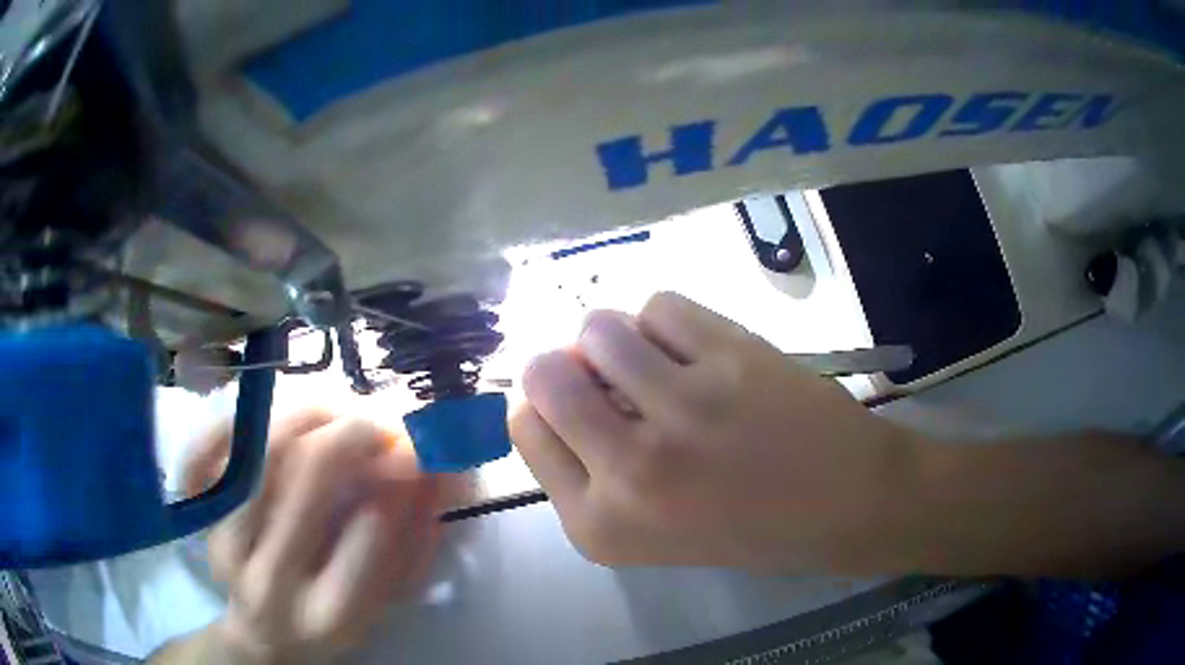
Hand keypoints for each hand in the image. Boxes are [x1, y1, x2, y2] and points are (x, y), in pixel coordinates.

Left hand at [181, 410, 442, 663]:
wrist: (263, 635)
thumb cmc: (332, 622)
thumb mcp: (383, 602)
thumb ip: (412, 545)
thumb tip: (438, 472)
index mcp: (332, 615)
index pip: (370, 530)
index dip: (399, 476)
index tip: (417, 447)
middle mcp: (273, 582)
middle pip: (307, 476)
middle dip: (353, 433)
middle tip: (377, 422)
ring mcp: (227, 547)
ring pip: (263, 449)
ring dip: (306, 417)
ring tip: (334, 413)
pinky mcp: (202, 521)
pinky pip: (208, 451)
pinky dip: (239, 421)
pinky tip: (270, 417)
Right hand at [511, 292, 922, 573]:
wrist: (848, 504)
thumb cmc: (751, 530)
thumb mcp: (649, 531)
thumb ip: (594, 470)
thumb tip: (566, 384)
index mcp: (600, 525)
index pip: (526, 429)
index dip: (544, 404)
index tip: (575, 399)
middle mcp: (629, 470)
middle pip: (545, 372)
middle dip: (565, 364)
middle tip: (607, 374)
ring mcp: (682, 409)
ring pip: (599, 328)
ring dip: (617, 337)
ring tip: (656, 360)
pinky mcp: (730, 359)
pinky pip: (660, 306)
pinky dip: (667, 321)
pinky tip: (696, 348)